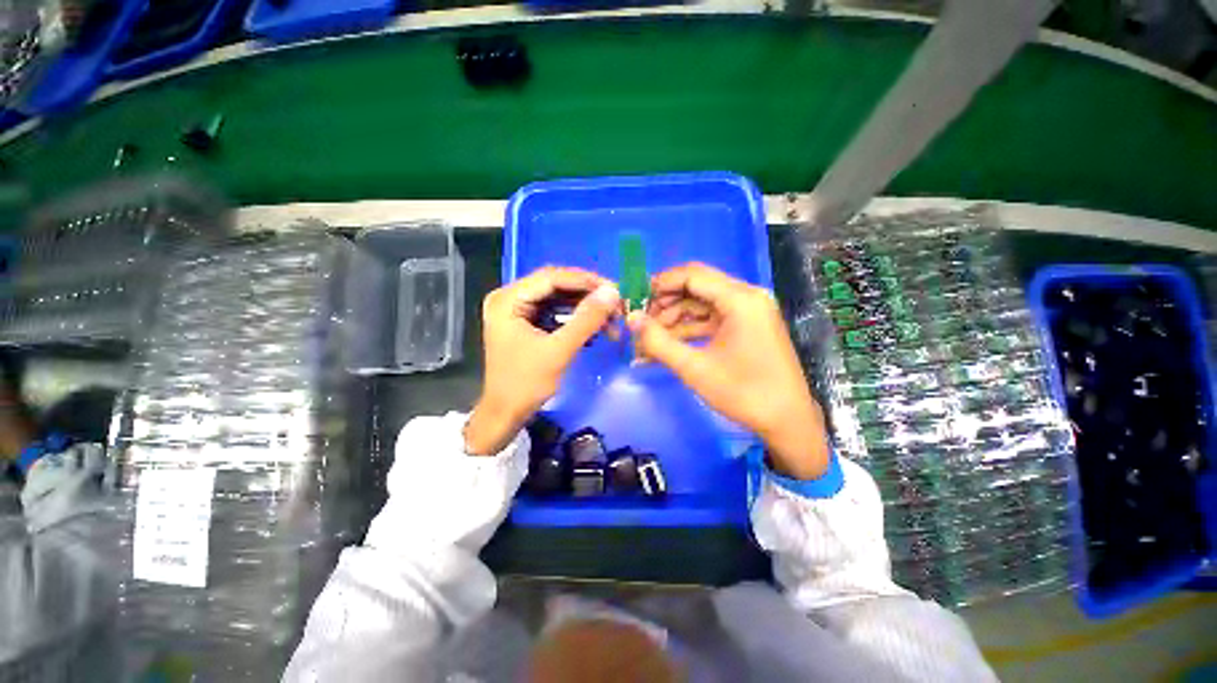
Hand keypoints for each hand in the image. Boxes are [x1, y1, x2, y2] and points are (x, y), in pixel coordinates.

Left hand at [465, 267, 621, 455]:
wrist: (505, 415)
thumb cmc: (525, 385)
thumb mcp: (559, 350)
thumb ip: (586, 319)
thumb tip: (613, 292)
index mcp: (508, 300)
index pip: (551, 278)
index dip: (584, 280)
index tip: (614, 288)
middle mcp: (509, 298)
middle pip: (555, 285)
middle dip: (587, 294)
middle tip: (615, 303)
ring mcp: (517, 310)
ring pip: (558, 298)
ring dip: (585, 307)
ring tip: (610, 316)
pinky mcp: (526, 323)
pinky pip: (555, 312)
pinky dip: (575, 318)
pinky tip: (594, 325)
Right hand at [627, 263, 829, 479]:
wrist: (788, 422)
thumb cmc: (743, 393)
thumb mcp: (694, 368)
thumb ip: (658, 341)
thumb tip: (630, 318)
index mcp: (740, 300)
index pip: (693, 275)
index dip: (661, 283)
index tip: (636, 298)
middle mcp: (747, 297)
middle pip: (697, 286)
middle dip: (666, 302)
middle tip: (641, 321)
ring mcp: (749, 312)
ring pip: (702, 304)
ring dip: (675, 318)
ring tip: (650, 338)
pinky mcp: (747, 327)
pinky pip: (712, 319)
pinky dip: (690, 329)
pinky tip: (669, 344)